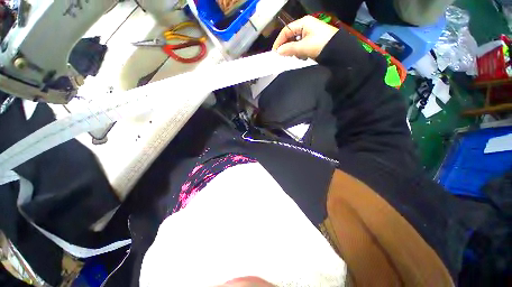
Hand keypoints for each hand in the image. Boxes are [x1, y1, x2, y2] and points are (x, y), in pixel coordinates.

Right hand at [272, 16, 337, 58]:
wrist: (339, 50)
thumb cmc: (320, 44)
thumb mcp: (303, 47)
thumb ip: (289, 49)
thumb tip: (278, 51)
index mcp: (303, 23)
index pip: (286, 30)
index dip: (279, 41)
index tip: (275, 52)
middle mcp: (306, 26)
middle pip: (290, 36)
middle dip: (286, 47)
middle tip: (283, 57)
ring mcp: (310, 34)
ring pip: (295, 42)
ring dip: (293, 51)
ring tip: (295, 57)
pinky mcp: (313, 41)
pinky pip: (301, 46)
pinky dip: (299, 52)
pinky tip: (301, 57)